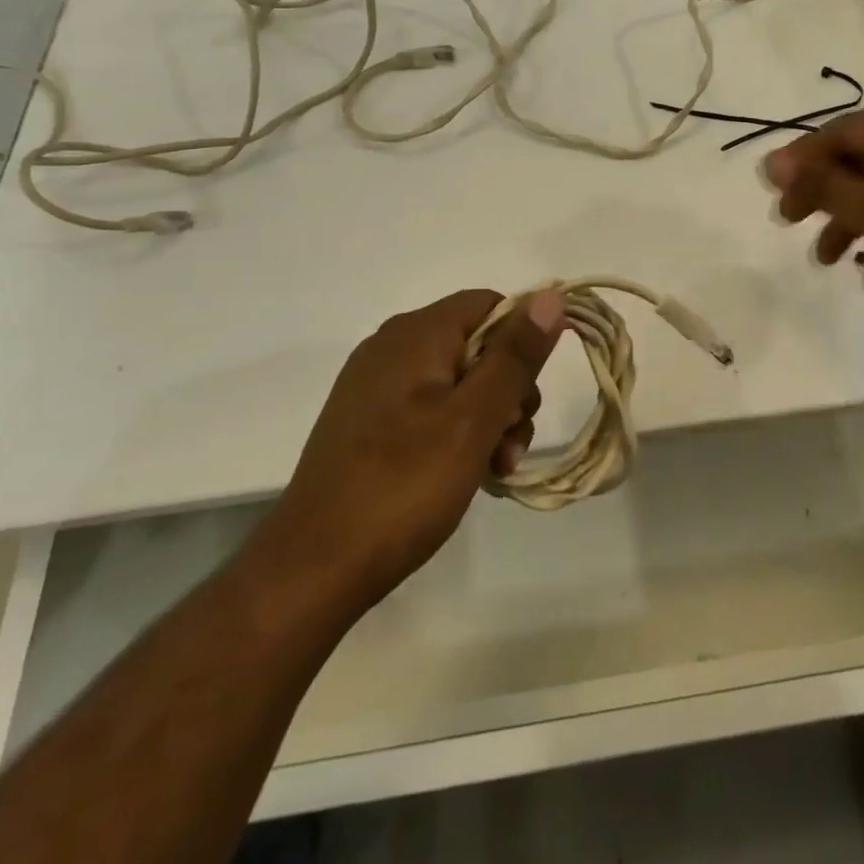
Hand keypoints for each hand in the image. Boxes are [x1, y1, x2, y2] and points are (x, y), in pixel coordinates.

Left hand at [264, 288, 563, 615]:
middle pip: (477, 345)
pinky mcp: (368, 422)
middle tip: (512, 444)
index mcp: (415, 333)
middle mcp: (392, 347)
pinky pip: (430, 408)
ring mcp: (376, 386)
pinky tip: (467, 474)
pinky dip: (457, 432)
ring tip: (495, 469)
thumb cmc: (403, 485)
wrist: (314, 567)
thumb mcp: (473, 419)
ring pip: (458, 381)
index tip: (530, 395)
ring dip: (488, 419)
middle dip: (509, 390)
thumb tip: (550, 297)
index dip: (522, 340)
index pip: (489, 304)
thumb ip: (515, 357)